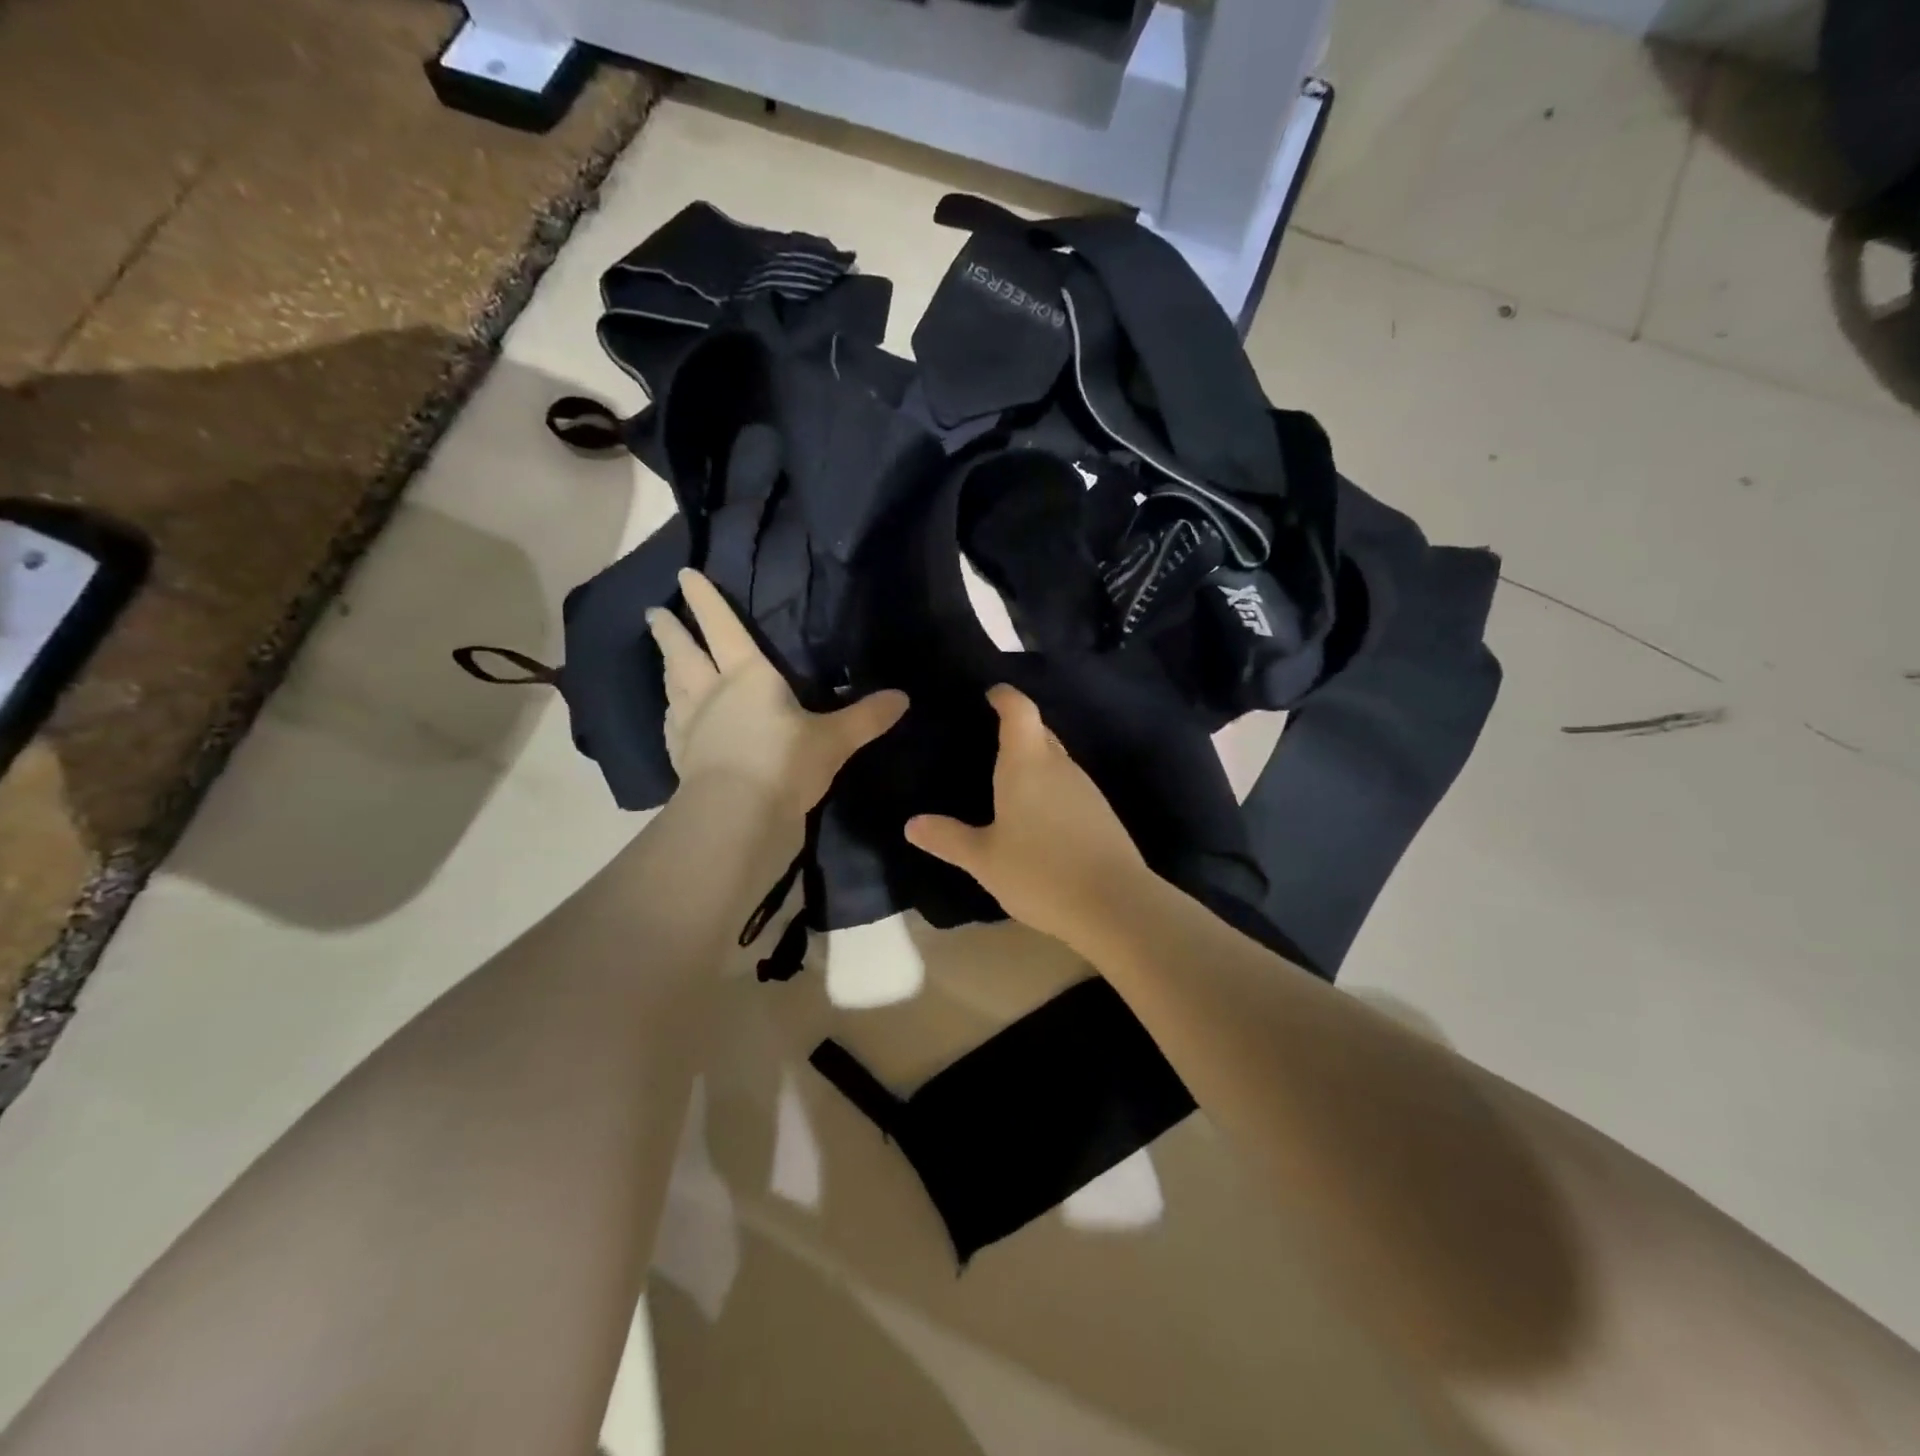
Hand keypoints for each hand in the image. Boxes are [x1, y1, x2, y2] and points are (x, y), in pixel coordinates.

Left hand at [648, 569, 907, 815]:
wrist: (739, 817)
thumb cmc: (786, 763)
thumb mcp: (834, 740)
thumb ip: (866, 718)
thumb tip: (903, 698)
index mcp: (747, 675)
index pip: (722, 627)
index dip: (705, 600)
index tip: (684, 575)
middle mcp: (712, 694)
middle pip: (684, 654)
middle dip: (670, 632)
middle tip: (653, 614)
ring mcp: (691, 728)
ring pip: (674, 689)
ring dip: (667, 670)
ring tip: (664, 660)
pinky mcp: (684, 760)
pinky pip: (673, 729)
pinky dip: (672, 717)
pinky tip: (673, 720)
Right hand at [905, 685, 1152, 950]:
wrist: (1114, 905)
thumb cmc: (1040, 871)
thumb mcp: (984, 859)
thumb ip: (948, 838)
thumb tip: (912, 824)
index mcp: (1027, 763)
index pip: (1019, 710)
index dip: (1005, 696)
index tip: (989, 693)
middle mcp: (1059, 766)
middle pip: (1039, 732)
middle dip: (1016, 729)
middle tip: (985, 739)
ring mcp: (1085, 789)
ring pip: (1055, 761)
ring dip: (1033, 761)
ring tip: (1004, 779)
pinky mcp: (1100, 814)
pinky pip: (1067, 786)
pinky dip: (1048, 788)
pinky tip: (1034, 815)